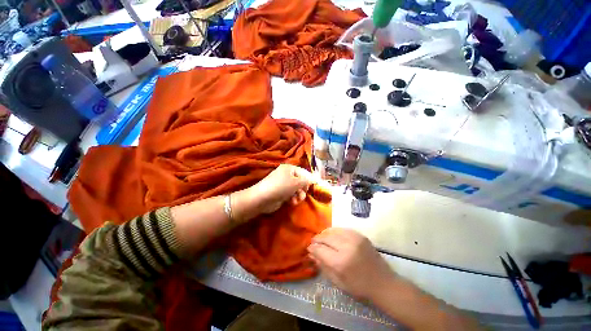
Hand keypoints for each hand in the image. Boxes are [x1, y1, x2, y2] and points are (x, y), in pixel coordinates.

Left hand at [247, 164, 314, 214]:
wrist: (262, 198)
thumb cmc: (281, 187)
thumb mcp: (296, 182)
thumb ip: (307, 181)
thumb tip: (315, 179)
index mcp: (289, 168)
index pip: (304, 172)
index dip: (310, 179)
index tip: (315, 186)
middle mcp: (286, 175)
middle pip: (300, 181)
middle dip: (303, 189)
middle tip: (303, 194)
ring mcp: (283, 184)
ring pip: (296, 189)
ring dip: (299, 195)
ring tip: (297, 200)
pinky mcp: (281, 193)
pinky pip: (291, 195)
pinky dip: (293, 198)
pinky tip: (292, 202)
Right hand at [308, 228, 395, 300]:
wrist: (383, 283)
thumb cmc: (359, 287)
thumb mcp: (338, 282)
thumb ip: (323, 266)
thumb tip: (311, 254)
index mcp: (341, 262)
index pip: (320, 250)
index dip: (313, 248)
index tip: (309, 248)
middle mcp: (347, 246)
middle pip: (326, 237)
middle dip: (317, 239)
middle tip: (313, 242)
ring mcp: (355, 239)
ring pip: (333, 231)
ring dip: (325, 233)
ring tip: (321, 237)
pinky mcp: (360, 235)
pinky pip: (342, 229)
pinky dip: (334, 231)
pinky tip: (332, 235)